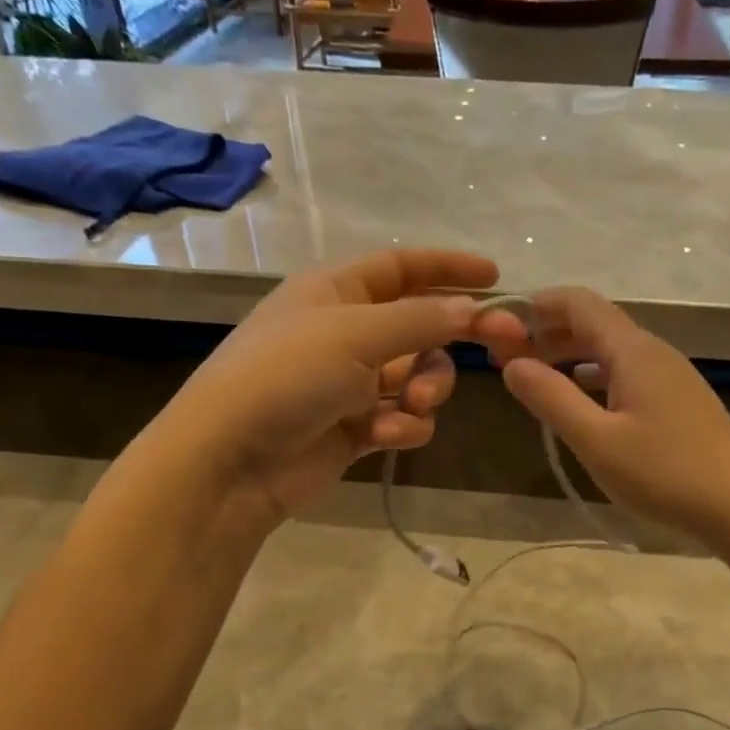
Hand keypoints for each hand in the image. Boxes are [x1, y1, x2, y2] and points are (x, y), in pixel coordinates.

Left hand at [150, 249, 493, 528]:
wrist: (231, 461)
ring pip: (417, 377)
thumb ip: (421, 320)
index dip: (447, 268)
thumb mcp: (355, 334)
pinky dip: (404, 427)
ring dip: (427, 389)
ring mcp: (350, 384)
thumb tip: (474, 309)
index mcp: (335, 292)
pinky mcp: (356, 429)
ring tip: (413, 405)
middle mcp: (345, 333)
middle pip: (420, 327)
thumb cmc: (286, 376)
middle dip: (449, 342)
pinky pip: (402, 419)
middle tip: (498, 348)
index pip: (401, 267)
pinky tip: (386, 437)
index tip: (497, 278)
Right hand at [479, 287, 729, 543]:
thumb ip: (551, 398)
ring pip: (611, 349)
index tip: (500, 326)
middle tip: (507, 359)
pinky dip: (595, 375)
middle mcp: (652, 351)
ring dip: (571, 355)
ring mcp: (670, 375)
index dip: (537, 305)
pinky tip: (583, 398)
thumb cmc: (665, 472)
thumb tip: (512, 364)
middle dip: (548, 332)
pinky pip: (627, 371)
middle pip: (595, 323)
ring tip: (537, 377)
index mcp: (632, 351)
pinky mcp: (679, 400)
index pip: (579, 303)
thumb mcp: (596, 440)